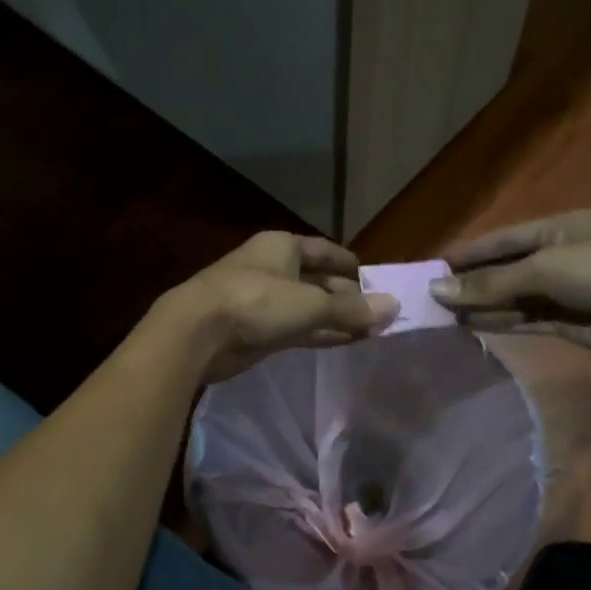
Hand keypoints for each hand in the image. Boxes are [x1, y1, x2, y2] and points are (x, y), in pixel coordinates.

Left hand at [166, 231, 397, 382]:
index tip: (373, 278)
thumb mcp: (311, 304)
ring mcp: (262, 300)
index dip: (348, 263)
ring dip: (335, 318)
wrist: (198, 333)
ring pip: (307, 307)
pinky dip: (318, 333)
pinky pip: (296, 328)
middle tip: (378, 313)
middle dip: (346, 296)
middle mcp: (273, 268)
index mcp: (282, 247)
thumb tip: (393, 307)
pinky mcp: (255, 329)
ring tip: (369, 332)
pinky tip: (343, 342)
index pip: (324, 250)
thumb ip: (351, 309)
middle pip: (317, 280)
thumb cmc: (256, 302)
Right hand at [430, 210, 590, 356]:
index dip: (468, 252)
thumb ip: (491, 283)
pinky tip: (474, 326)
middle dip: (471, 283)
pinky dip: (503, 323)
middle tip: (430, 298)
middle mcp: (558, 258)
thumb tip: (439, 289)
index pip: (501, 240)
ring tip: (444, 316)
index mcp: (555, 229)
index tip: (432, 266)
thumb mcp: (543, 268)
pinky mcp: (572, 323)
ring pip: (514, 299)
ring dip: (483, 306)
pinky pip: (528, 321)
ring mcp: (566, 292)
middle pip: (505, 271)